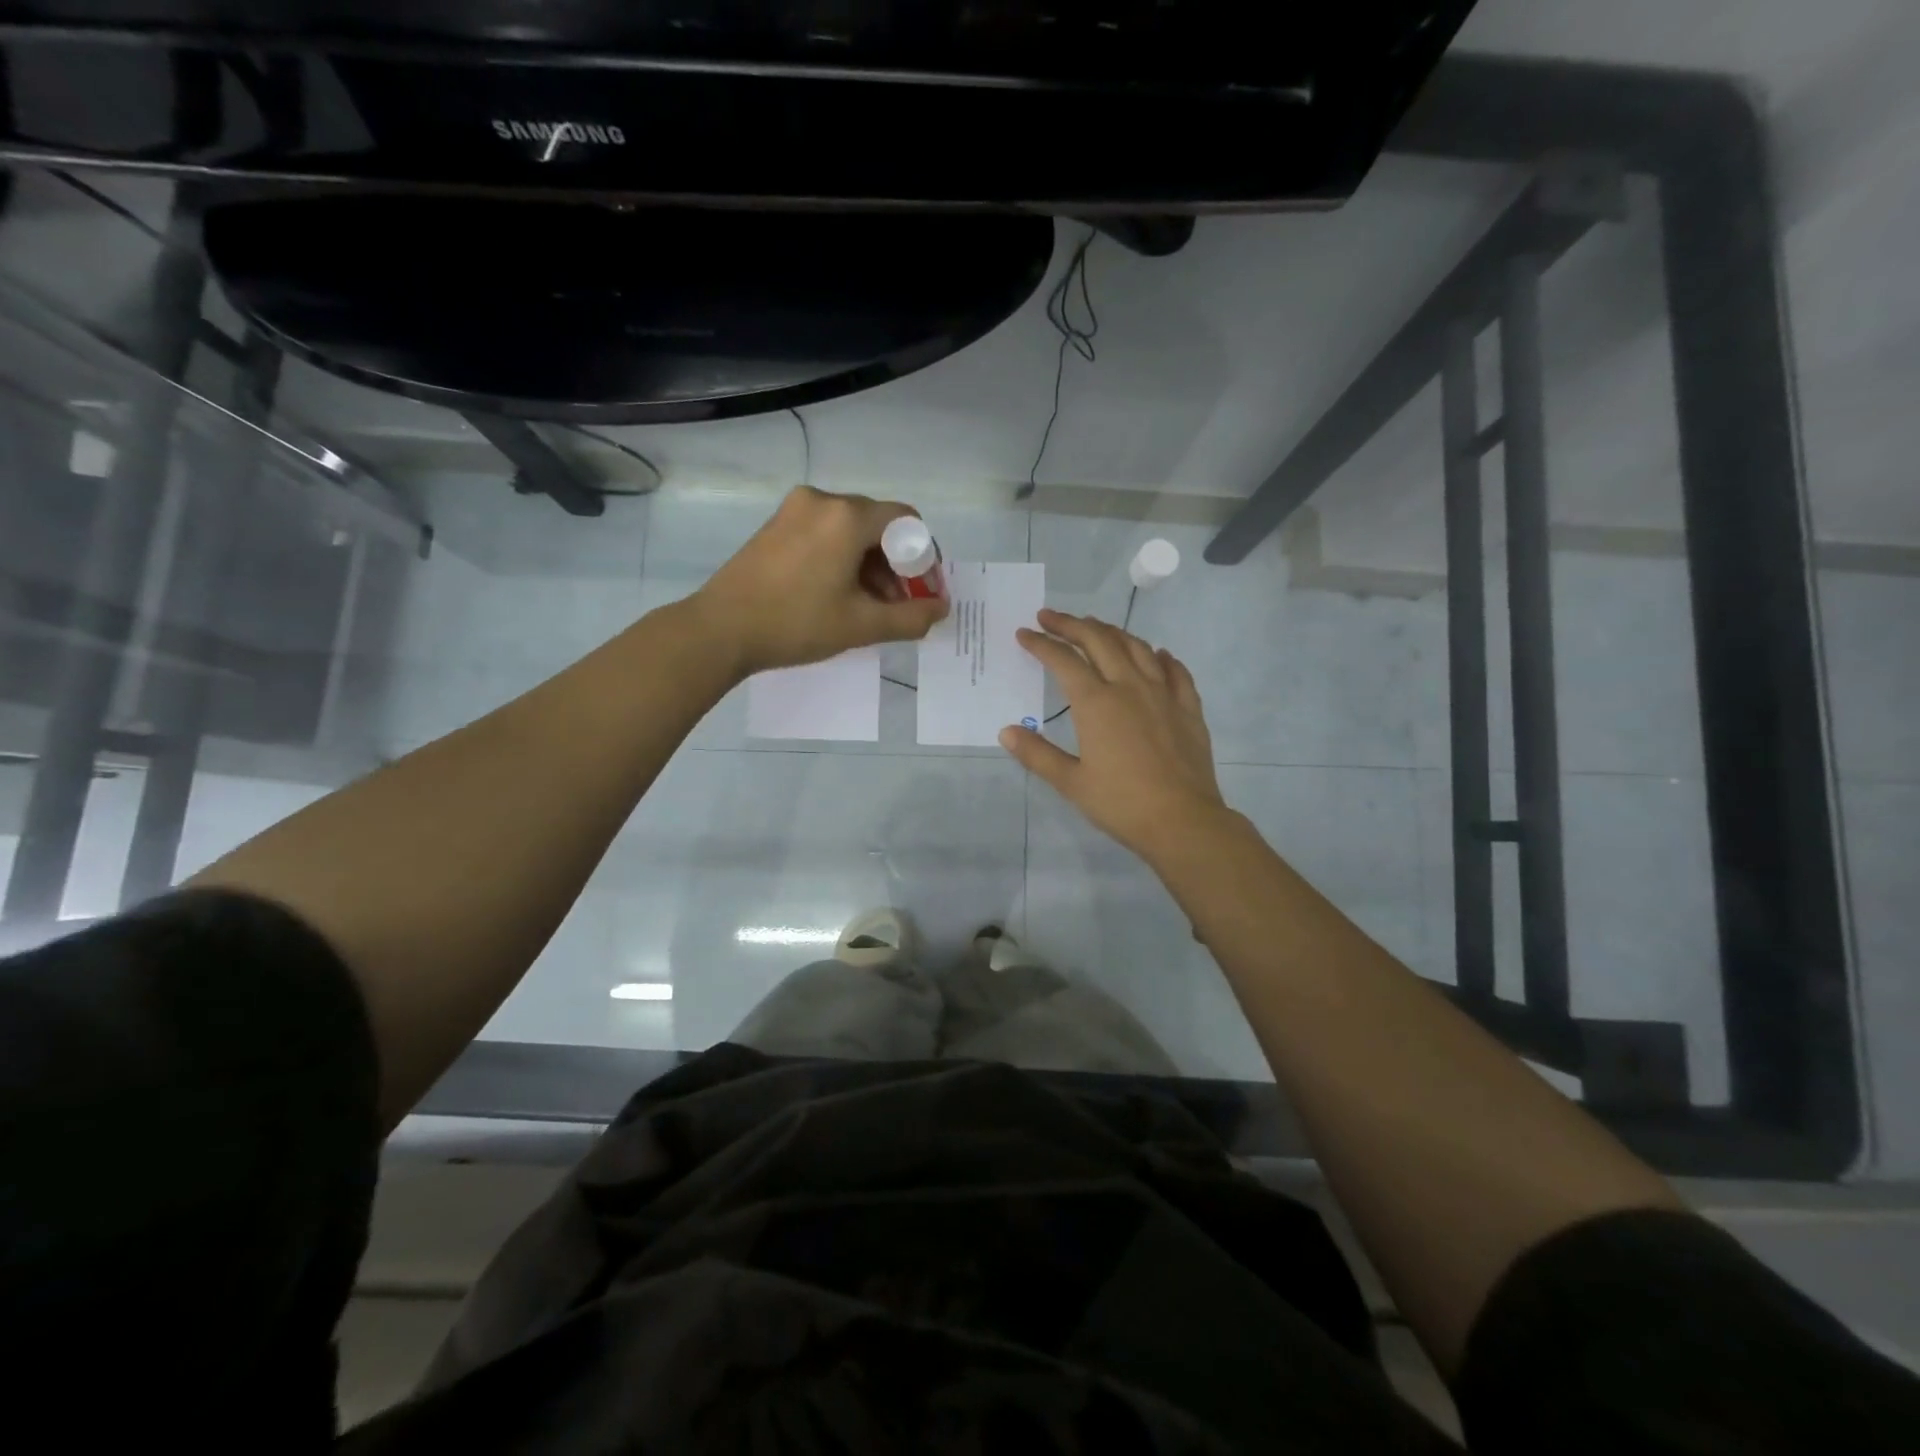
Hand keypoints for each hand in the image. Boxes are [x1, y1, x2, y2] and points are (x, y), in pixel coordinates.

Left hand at [693, 486, 948, 677]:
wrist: (720, 630)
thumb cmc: (796, 623)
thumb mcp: (861, 625)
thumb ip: (910, 617)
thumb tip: (941, 609)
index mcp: (847, 516)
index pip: (906, 520)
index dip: (923, 556)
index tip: (923, 591)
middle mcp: (823, 501)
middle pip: (878, 525)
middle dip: (896, 565)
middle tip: (899, 605)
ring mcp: (795, 510)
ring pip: (851, 531)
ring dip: (870, 565)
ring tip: (870, 607)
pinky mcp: (776, 525)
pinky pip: (825, 534)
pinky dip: (842, 559)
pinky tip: (839, 594)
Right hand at [999, 608, 1229, 860]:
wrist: (1182, 821)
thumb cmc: (1121, 803)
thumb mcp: (1071, 782)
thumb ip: (1037, 754)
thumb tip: (1007, 732)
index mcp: (1096, 703)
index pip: (1063, 660)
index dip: (1041, 644)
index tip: (1024, 634)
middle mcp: (1129, 687)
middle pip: (1099, 641)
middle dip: (1071, 624)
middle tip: (1050, 617)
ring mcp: (1163, 694)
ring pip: (1136, 647)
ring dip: (1111, 632)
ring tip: (1095, 627)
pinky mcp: (1188, 708)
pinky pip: (1175, 671)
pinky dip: (1160, 656)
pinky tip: (1156, 654)